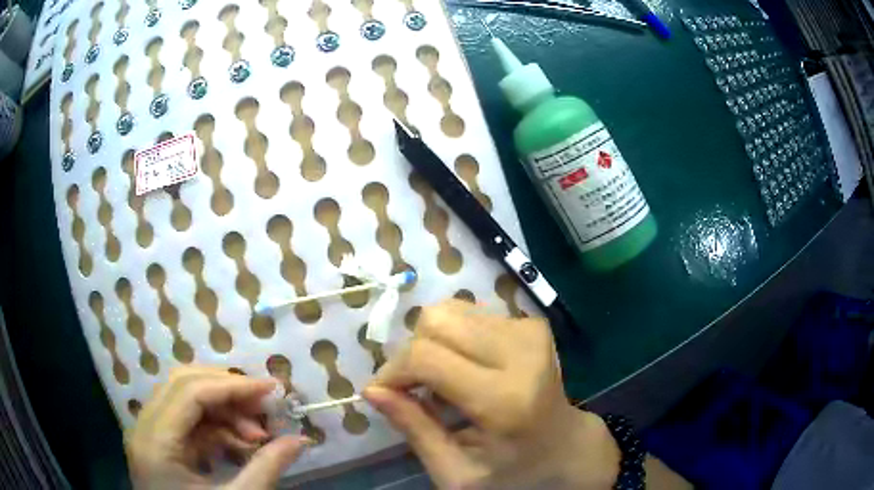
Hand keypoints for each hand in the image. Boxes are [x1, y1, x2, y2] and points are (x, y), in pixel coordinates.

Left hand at [125, 367, 307, 489]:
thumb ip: (266, 469)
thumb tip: (301, 439)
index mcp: (155, 442)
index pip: (189, 392)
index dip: (232, 386)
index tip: (271, 388)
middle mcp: (144, 429)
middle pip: (182, 385)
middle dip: (227, 392)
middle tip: (264, 407)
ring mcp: (149, 436)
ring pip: (184, 400)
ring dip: (224, 412)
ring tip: (257, 437)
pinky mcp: (160, 446)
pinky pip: (188, 423)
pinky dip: (217, 429)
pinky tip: (241, 446)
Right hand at [364, 301, 620, 488]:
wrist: (566, 446)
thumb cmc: (511, 470)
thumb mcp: (457, 472)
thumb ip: (415, 430)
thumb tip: (372, 390)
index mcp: (504, 400)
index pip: (426, 357)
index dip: (393, 371)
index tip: (385, 393)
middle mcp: (522, 353)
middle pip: (436, 321)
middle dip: (411, 353)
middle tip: (415, 388)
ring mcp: (530, 332)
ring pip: (450, 311)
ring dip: (433, 344)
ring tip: (444, 380)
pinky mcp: (532, 323)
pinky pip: (470, 314)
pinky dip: (455, 339)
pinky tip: (466, 368)